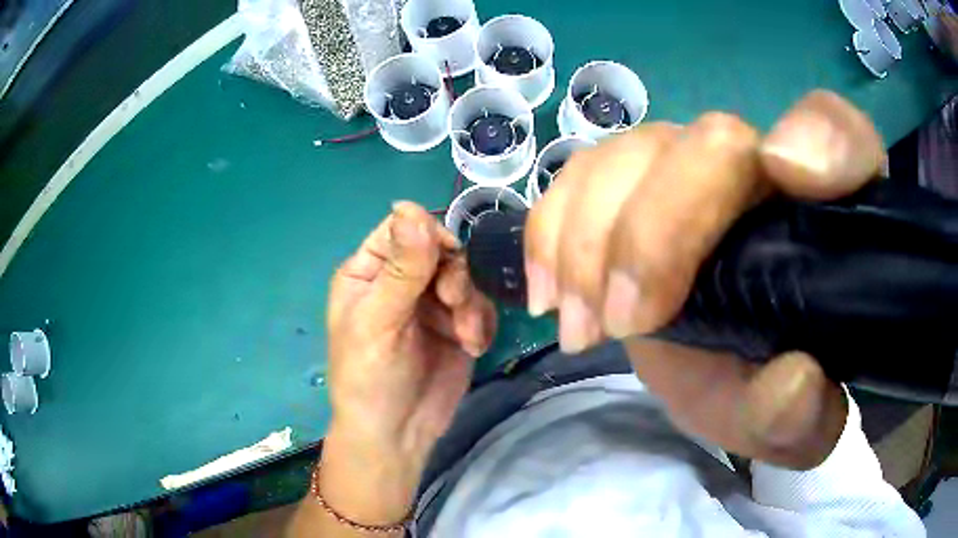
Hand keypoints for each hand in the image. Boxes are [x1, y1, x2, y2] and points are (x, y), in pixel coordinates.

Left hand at [326, 201, 495, 466]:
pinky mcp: (458, 326)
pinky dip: (482, 324)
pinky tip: (473, 347)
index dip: (427, 236)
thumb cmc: (370, 377)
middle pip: (441, 251)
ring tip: (466, 337)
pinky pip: (481, 306)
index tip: (446, 257)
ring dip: (471, 305)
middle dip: (455, 277)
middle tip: (455, 304)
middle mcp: (401, 281)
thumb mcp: (379, 321)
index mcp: (369, 271)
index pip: (402, 230)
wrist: (398, 435)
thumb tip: (409, 205)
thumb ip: (401, 267)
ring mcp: (432, 304)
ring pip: (467, 278)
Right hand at [525, 91, 884, 468]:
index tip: (786, 177)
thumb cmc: (769, 391)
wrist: (719, 375)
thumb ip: (802, 416)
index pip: (841, 136)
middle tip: (623, 323)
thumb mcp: (791, 426)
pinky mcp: (635, 184)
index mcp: (825, 217)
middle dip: (657, 229)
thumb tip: (792, 379)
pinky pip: (582, 172)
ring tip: (582, 326)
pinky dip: (553, 229)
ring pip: (636, 151)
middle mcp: (761, 171)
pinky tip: (551, 292)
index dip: (819, 138)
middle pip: (713, 140)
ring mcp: (692, 169)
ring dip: (592, 240)